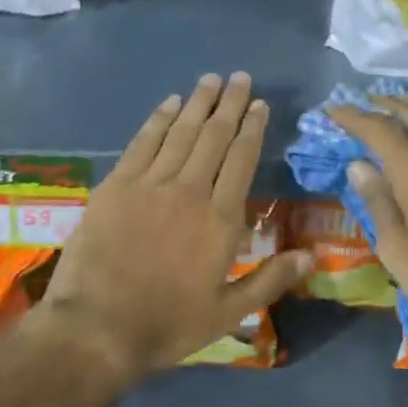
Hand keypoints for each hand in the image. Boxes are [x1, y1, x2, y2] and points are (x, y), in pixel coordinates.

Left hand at [37, 74, 310, 385]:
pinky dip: (159, 119)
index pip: (242, 159)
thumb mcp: (228, 313)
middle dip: (230, 103)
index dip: (253, 128)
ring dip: (198, 102)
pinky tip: (170, 103)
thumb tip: (311, 255)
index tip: (260, 104)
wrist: (96, 329)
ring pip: (181, 131)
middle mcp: (190, 190)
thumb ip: (270, 280)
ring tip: (211, 80)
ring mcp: (150, 184)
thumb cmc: (167, 324)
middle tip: (240, 77)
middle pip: (214, 136)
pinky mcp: (117, 185)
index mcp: (220, 219)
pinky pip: (143, 142)